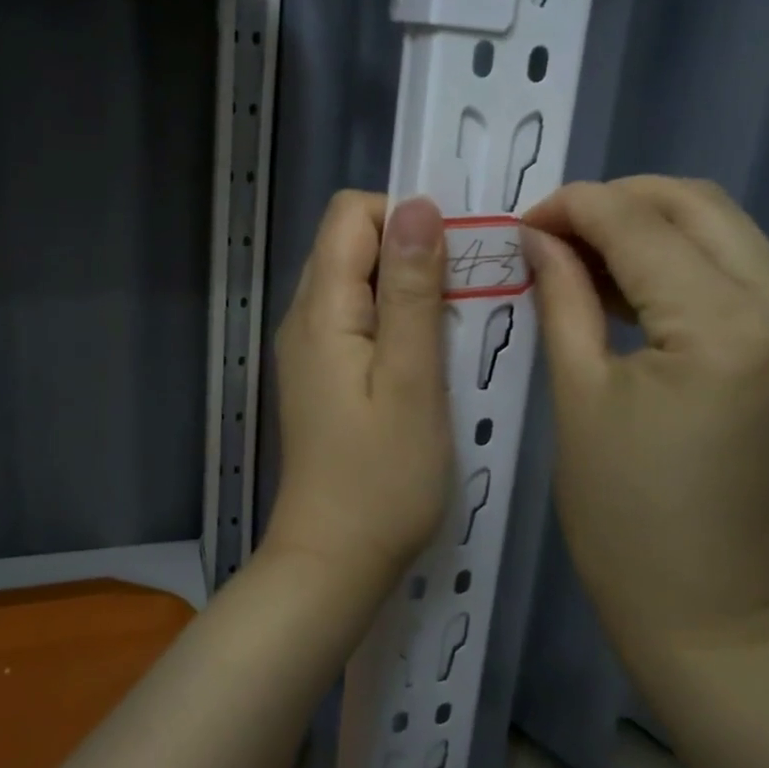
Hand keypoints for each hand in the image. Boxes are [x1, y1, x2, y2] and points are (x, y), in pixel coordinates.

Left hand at [265, 192, 452, 591]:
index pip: (351, 214)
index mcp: (322, 309)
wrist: (335, 561)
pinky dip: (396, 319)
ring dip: (408, 286)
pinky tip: (427, 358)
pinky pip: (358, 318)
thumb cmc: (383, 478)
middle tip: (464, 297)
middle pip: (352, 242)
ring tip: (453, 328)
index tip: (454, 258)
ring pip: (359, 280)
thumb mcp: (411, 379)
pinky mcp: (323, 375)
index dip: (405, 218)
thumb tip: (417, 206)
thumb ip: (411, 290)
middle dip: (412, 250)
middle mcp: (304, 317)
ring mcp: (310, 348)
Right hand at [522, 177, 768, 658]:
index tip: (524, 219)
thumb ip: (561, 293)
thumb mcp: (577, 393)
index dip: (576, 207)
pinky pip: (740, 273)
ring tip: (582, 257)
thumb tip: (539, 233)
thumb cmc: (621, 514)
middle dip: (617, 203)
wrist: (702, 606)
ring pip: (723, 231)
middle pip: (698, 207)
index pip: (643, 225)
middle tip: (553, 232)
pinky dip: (681, 263)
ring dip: (650, 229)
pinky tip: (629, 285)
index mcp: (728, 331)